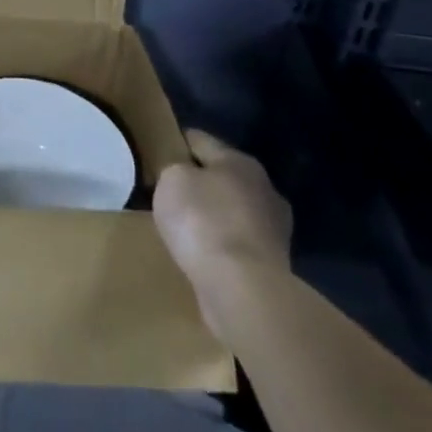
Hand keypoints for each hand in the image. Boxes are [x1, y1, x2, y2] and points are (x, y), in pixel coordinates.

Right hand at [155, 130, 292, 338]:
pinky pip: (238, 243)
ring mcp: (274, 230)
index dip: (176, 144)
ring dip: (214, 217)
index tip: (157, 154)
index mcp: (240, 161)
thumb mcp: (171, 179)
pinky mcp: (274, 266)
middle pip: (221, 177)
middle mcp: (264, 189)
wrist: (243, 291)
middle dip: (199, 183)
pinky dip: (222, 245)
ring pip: (232, 212)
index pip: (199, 140)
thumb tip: (182, 174)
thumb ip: (174, 168)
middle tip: (170, 194)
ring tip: (185, 228)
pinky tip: (203, 254)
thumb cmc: (203, 222)